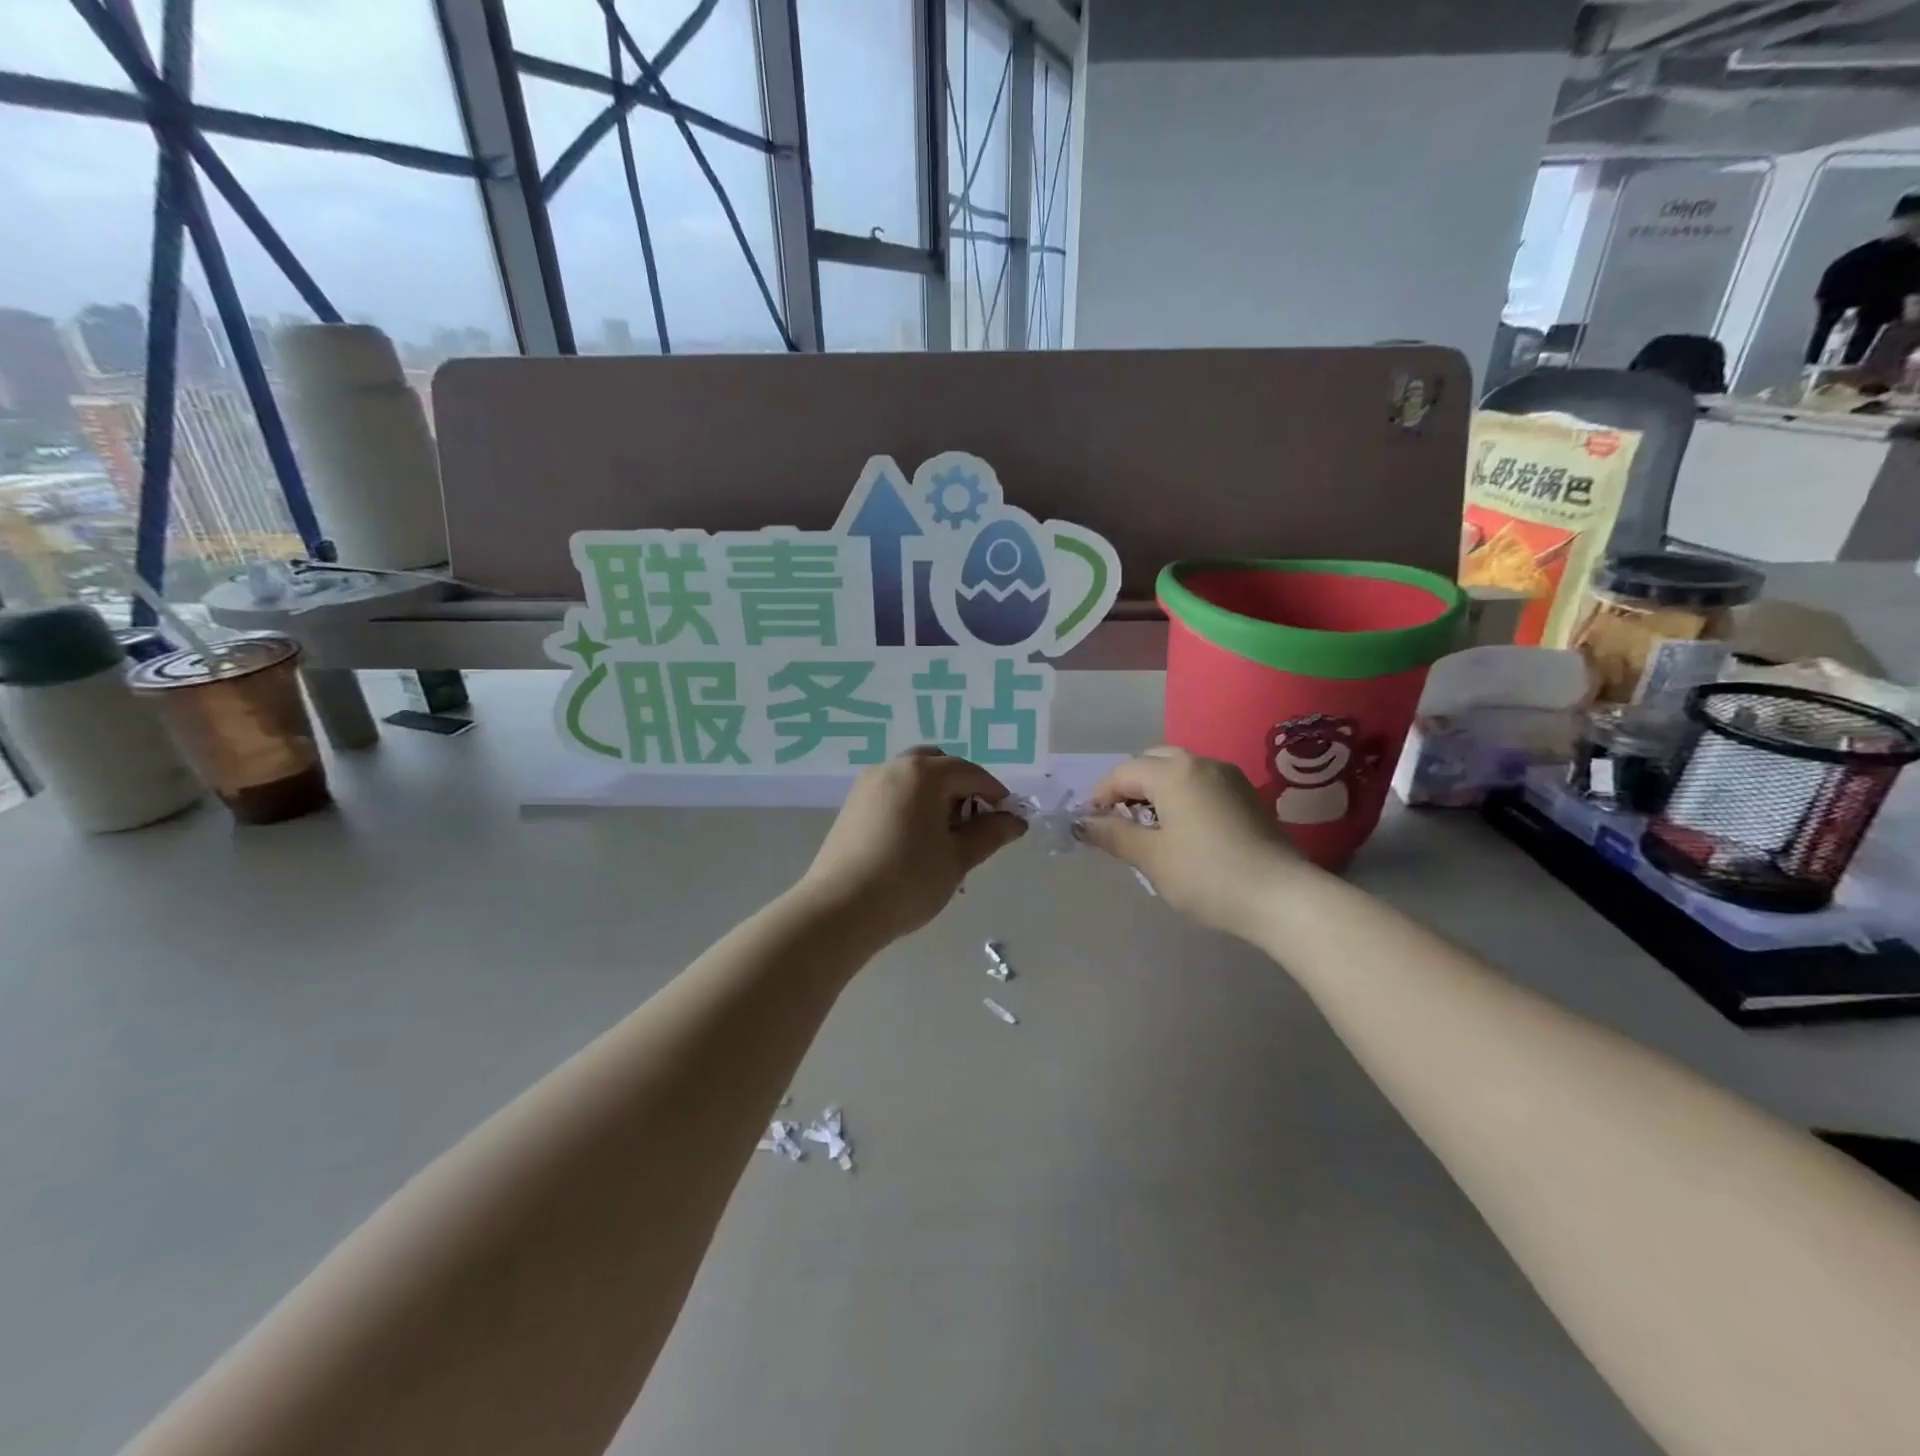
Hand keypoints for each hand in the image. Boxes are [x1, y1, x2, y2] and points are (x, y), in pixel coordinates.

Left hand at [798, 748, 1026, 943]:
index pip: (971, 773)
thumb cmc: (909, 880)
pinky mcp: (852, 806)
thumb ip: (990, 833)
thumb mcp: (958, 858)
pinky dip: (912, 804)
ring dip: (936, 796)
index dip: (995, 794)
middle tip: (973, 826)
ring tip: (944, 837)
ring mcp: (868, 785)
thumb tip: (1016, 821)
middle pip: (938, 765)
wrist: (840, 909)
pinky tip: (915, 842)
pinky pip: (893, 793)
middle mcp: (894, 767)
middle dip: (962, 789)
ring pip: (913, 778)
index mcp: (924, 773)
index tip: (1008, 821)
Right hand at [1077, 747, 1307, 940]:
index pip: (1123, 772)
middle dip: (1129, 787)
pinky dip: (1181, 797)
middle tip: (1119, 822)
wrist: (1282, 898)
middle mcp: (1202, 763)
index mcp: (1174, 772)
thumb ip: (1114, 835)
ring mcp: (1229, 777)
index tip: (1092, 825)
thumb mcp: (1152, 858)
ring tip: (1149, 828)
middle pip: (1152, 762)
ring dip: (1156, 791)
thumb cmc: (1207, 876)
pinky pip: (1201, 784)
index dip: (1100, 796)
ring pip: (1179, 771)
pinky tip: (1182, 831)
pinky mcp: (1247, 796)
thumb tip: (1084, 823)